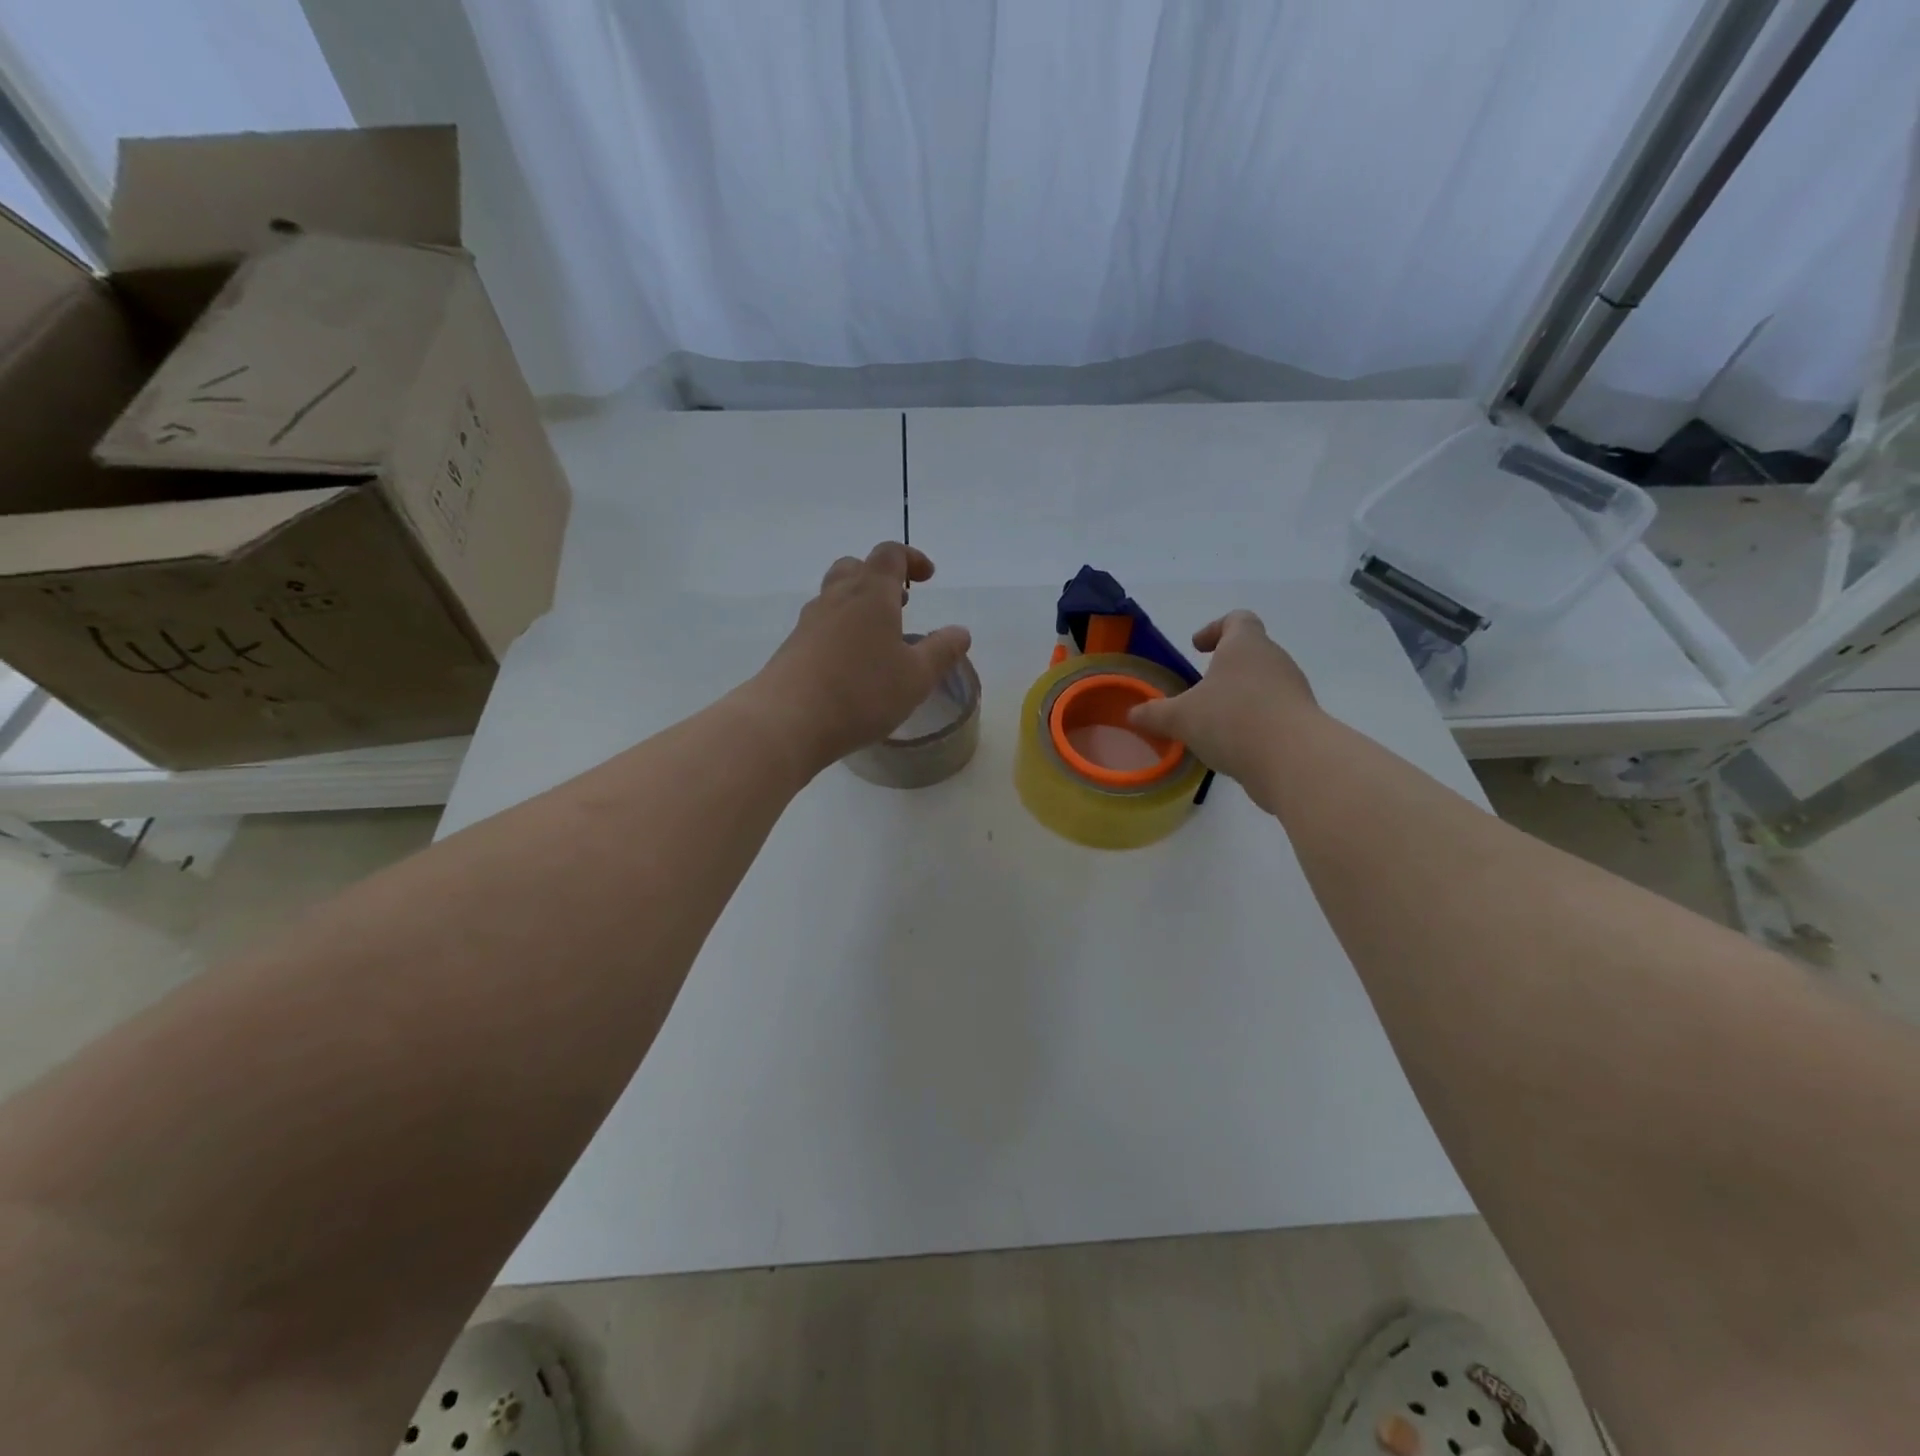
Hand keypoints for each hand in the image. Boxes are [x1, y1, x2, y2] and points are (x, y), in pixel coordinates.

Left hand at [750, 543, 971, 773]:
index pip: (890, 554)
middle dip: (880, 578)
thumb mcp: (916, 677)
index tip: (927, 577)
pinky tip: (851, 665)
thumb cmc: (862, 692)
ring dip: (858, 605)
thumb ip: (942, 651)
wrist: (787, 721)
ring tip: (878, 637)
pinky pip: (821, 626)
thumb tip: (960, 632)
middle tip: (900, 602)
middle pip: (855, 567)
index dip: (911, 558)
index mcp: (871, 594)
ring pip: (834, 596)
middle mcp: (836, 599)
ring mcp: (809, 622)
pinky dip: (840, 631)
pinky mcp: (791, 648)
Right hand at [1126, 610, 1319, 807]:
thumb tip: (1132, 714)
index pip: (1237, 620)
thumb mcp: (1181, 718)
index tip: (1198, 648)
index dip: (1216, 628)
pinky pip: (1273, 712)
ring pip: (1263, 684)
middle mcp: (1274, 660)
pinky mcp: (1302, 720)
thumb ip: (1155, 714)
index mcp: (1246, 646)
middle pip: (1251, 652)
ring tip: (1214, 722)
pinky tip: (1234, 745)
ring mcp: (1293, 690)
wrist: (1293, 760)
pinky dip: (1254, 721)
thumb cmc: (1232, 720)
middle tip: (1200, 689)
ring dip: (1239, 697)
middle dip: (1225, 668)